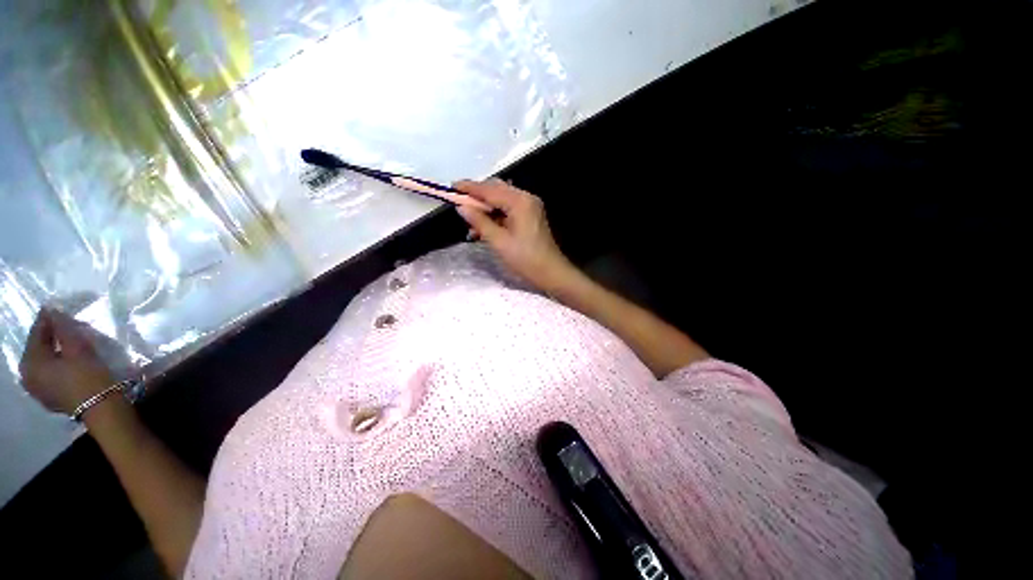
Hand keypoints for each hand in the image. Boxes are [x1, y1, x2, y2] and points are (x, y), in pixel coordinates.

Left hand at [19, 308, 115, 414]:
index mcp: (30, 361)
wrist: (101, 408)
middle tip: (64, 326)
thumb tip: (53, 311)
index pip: (37, 332)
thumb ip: (63, 328)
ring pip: (42, 362)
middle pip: (37, 348)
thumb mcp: (77, 348)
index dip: (48, 319)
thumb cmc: (88, 376)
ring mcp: (35, 389)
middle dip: (49, 337)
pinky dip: (55, 365)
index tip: (57, 308)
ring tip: (66, 344)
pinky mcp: (47, 396)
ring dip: (52, 351)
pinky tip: (66, 363)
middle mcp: (26, 375)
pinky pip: (47, 374)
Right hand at [454, 178, 577, 292]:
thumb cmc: (525, 259)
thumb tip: (461, 207)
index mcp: (519, 202)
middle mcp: (526, 198)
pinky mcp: (531, 216)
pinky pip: (509, 209)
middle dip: (477, 197)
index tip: (452, 186)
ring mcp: (530, 207)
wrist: (551, 272)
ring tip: (470, 221)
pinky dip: (496, 215)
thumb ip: (479, 222)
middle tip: (460, 204)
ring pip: (502, 200)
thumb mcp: (499, 241)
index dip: (470, 188)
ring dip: (486, 208)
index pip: (490, 189)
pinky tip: (484, 227)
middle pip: (497, 190)